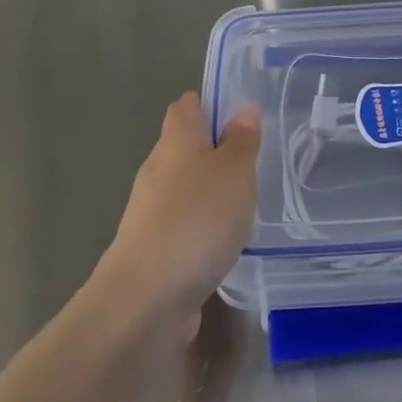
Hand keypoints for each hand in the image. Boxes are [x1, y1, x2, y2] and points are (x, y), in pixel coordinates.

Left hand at [95, 93, 259, 337]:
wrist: (147, 298)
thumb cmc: (196, 220)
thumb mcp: (235, 172)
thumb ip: (241, 141)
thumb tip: (243, 109)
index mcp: (175, 141)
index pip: (186, 106)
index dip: (209, 103)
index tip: (239, 112)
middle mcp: (158, 170)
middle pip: (184, 146)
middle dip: (215, 149)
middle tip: (254, 158)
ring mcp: (151, 212)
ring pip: (184, 188)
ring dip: (210, 191)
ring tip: (247, 201)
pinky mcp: (153, 249)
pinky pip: (183, 225)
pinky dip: (203, 226)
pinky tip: (225, 241)